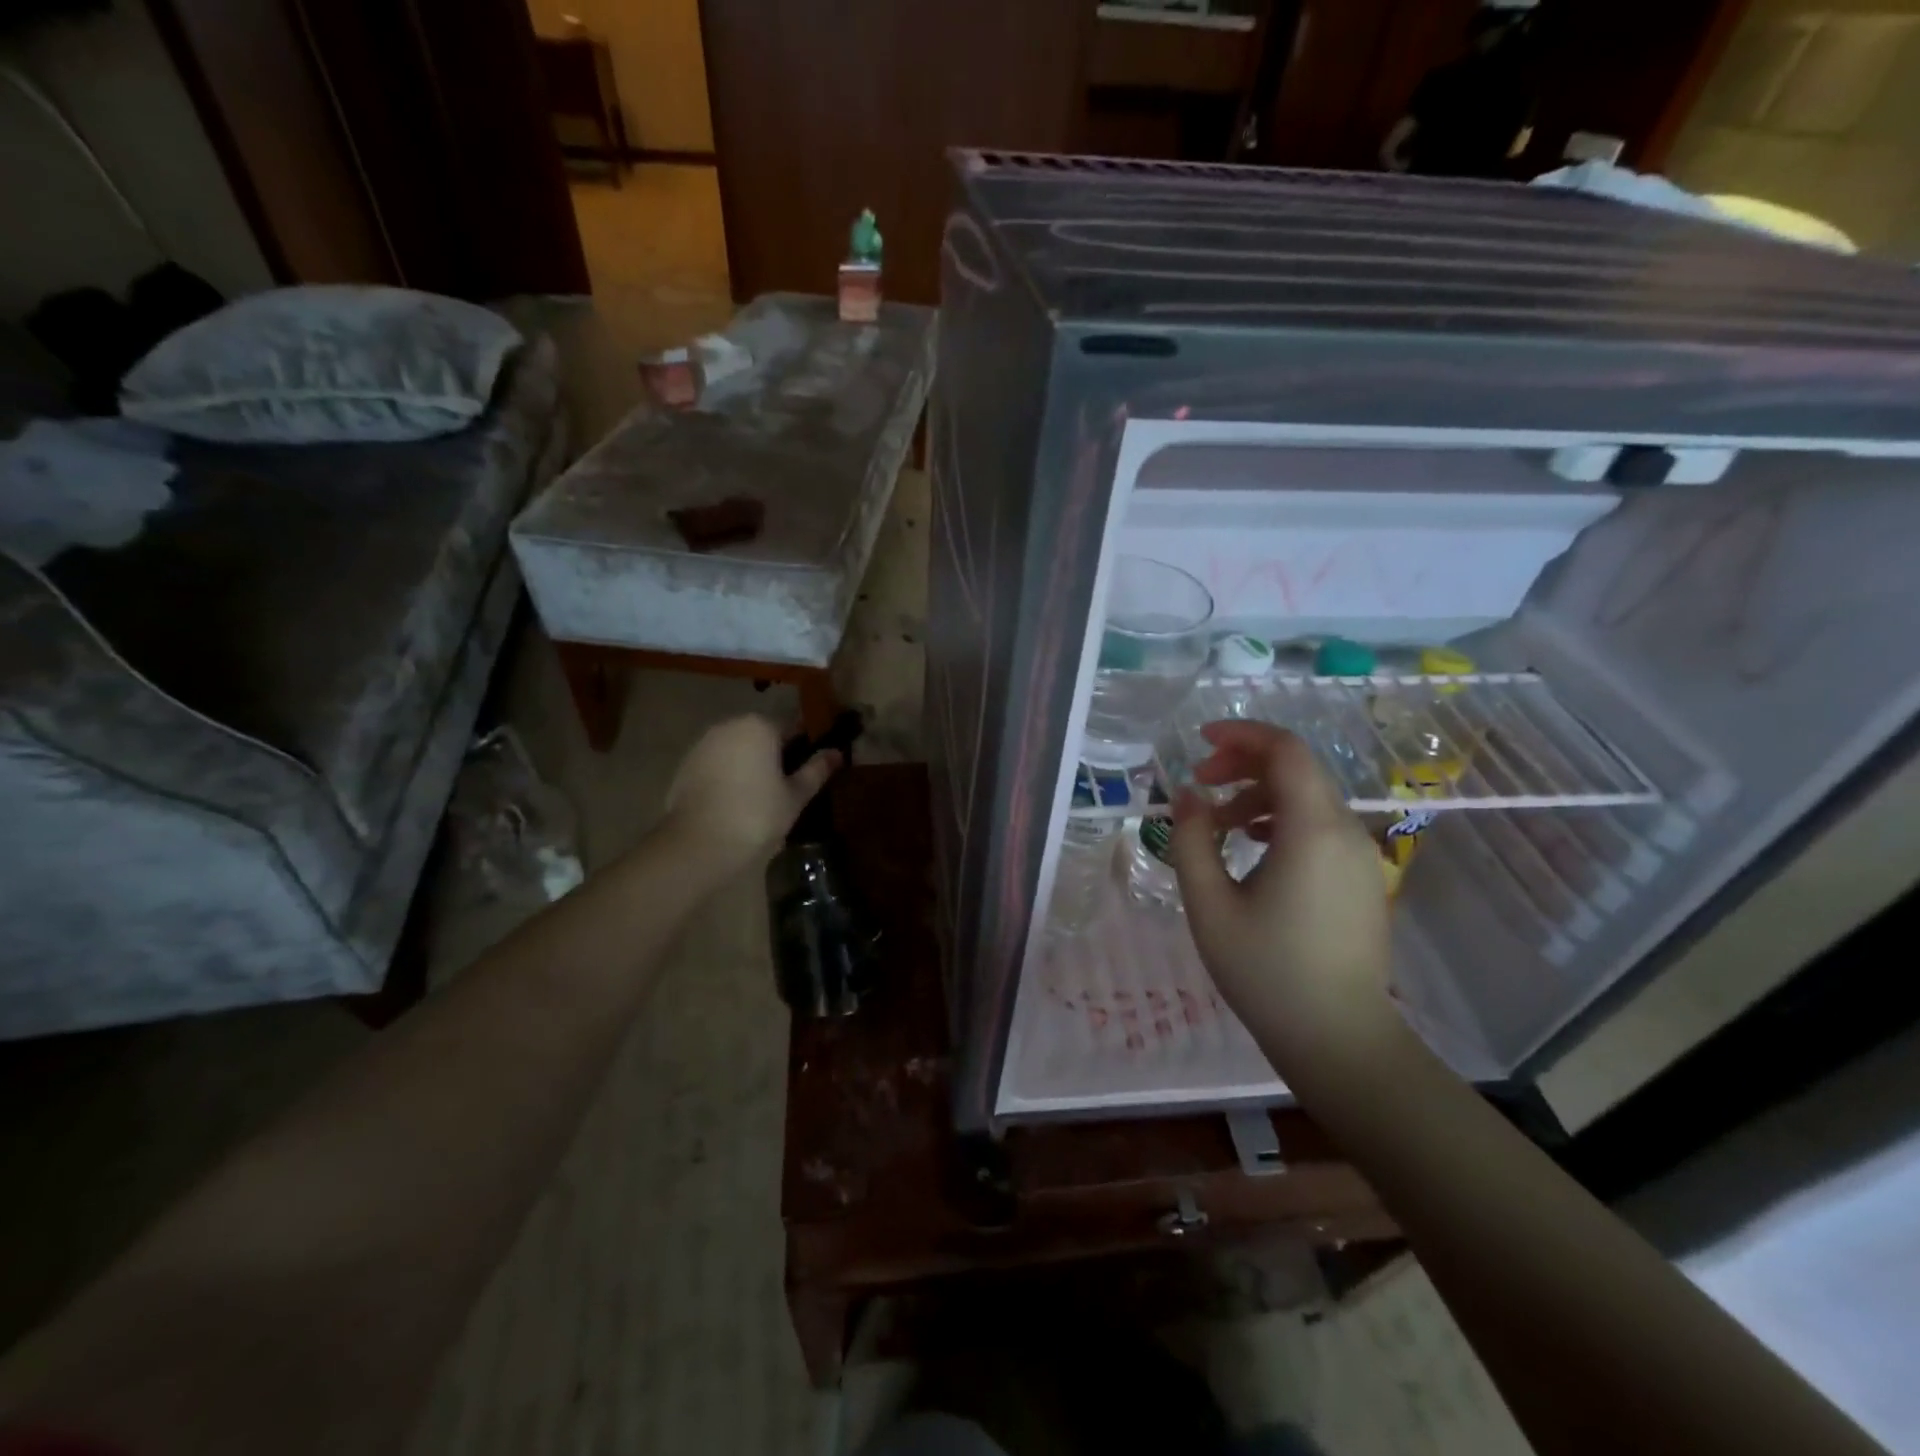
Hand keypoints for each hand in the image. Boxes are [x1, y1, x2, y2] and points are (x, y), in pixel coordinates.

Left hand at [664, 715, 840, 877]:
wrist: (699, 845)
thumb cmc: (757, 816)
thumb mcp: (795, 796)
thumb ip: (816, 770)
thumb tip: (837, 753)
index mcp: (759, 726)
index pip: (792, 726)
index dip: (805, 746)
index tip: (811, 767)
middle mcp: (729, 726)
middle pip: (761, 735)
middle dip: (775, 754)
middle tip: (787, 787)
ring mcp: (703, 744)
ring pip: (737, 749)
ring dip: (750, 764)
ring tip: (761, 798)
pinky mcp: (685, 765)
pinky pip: (716, 764)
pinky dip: (727, 776)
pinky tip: (734, 803)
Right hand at [1168, 722, 1394, 1062]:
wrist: (1337, 1036)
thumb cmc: (1265, 970)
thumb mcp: (1209, 904)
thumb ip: (1192, 839)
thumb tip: (1187, 795)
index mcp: (1311, 830)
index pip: (1285, 750)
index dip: (1241, 735)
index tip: (1199, 742)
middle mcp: (1344, 830)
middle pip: (1297, 767)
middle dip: (1243, 763)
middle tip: (1199, 783)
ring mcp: (1359, 854)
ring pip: (1307, 796)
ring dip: (1259, 793)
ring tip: (1216, 822)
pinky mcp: (1360, 876)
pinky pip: (1319, 824)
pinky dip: (1281, 818)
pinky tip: (1250, 846)